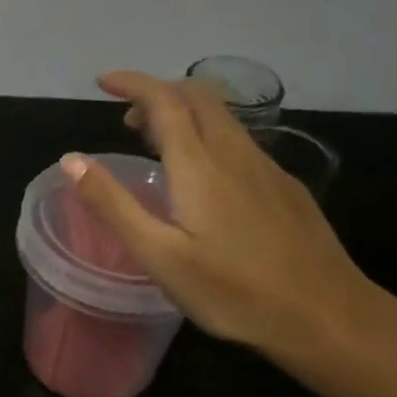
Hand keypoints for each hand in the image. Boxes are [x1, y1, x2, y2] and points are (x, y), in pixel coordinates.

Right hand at [63, 71, 372, 354]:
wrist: (325, 314)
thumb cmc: (233, 291)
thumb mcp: (159, 256)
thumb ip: (113, 205)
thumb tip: (71, 159)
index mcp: (199, 166)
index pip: (164, 102)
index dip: (133, 83)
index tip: (103, 82)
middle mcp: (235, 154)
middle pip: (198, 97)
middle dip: (159, 92)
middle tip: (127, 117)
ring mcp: (266, 169)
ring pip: (222, 118)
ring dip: (184, 113)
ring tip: (156, 143)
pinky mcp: (284, 188)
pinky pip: (240, 142)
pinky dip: (208, 136)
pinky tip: (203, 176)